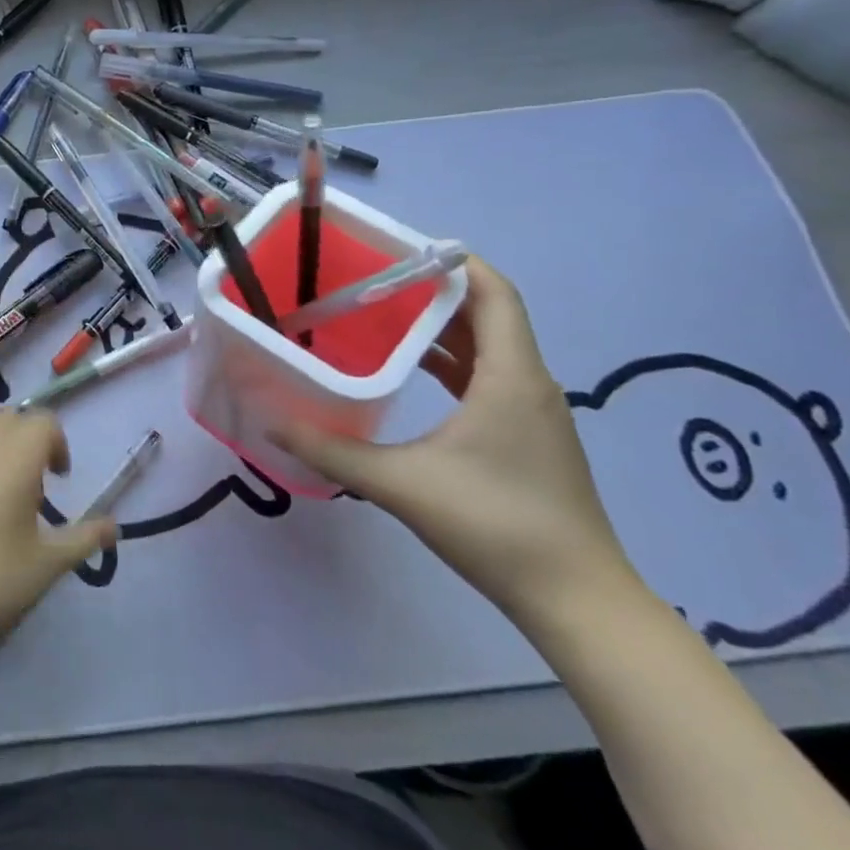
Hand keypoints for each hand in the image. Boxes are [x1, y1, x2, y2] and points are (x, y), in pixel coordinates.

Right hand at [272, 256, 640, 632]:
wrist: (577, 601)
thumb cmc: (495, 525)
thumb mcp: (400, 484)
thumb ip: (331, 449)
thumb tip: (272, 421)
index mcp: (510, 377)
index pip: (495, 293)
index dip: (456, 262)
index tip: (401, 248)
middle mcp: (529, 383)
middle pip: (489, 314)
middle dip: (435, 290)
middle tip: (374, 279)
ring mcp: (533, 412)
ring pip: (489, 347)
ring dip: (442, 326)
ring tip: (383, 315)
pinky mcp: (528, 437)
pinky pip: (489, 376)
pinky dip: (452, 361)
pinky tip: (411, 371)